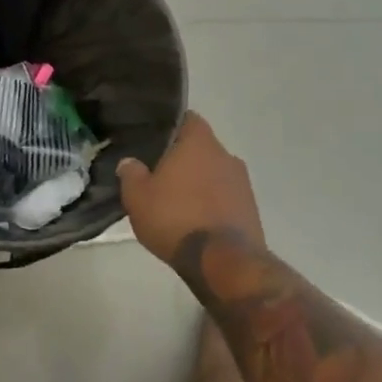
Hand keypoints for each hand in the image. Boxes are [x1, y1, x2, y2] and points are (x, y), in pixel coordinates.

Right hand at [117, 112, 263, 264]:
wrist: (222, 262)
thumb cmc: (175, 218)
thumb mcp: (137, 197)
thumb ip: (131, 173)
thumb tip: (130, 162)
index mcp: (199, 142)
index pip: (186, 119)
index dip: (170, 127)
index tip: (154, 140)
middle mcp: (225, 155)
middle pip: (201, 148)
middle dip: (183, 159)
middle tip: (160, 174)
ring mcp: (243, 183)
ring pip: (214, 173)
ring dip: (200, 183)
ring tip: (178, 202)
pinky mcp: (251, 210)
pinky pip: (226, 197)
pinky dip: (212, 204)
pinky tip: (196, 220)